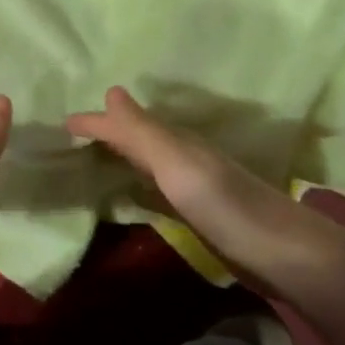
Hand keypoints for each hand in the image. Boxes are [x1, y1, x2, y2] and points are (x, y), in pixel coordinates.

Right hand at [66, 87, 342, 291]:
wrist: (281, 254)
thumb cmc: (225, 204)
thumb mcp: (178, 163)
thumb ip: (143, 132)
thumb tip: (110, 90)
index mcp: (177, 141)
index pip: (126, 124)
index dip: (96, 123)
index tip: (62, 123)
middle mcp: (184, 158)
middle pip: (138, 138)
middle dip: (108, 132)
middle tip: (71, 134)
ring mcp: (193, 188)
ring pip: (148, 162)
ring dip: (122, 156)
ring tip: (92, 157)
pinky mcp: (200, 216)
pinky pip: (157, 190)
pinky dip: (138, 184)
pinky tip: (131, 194)